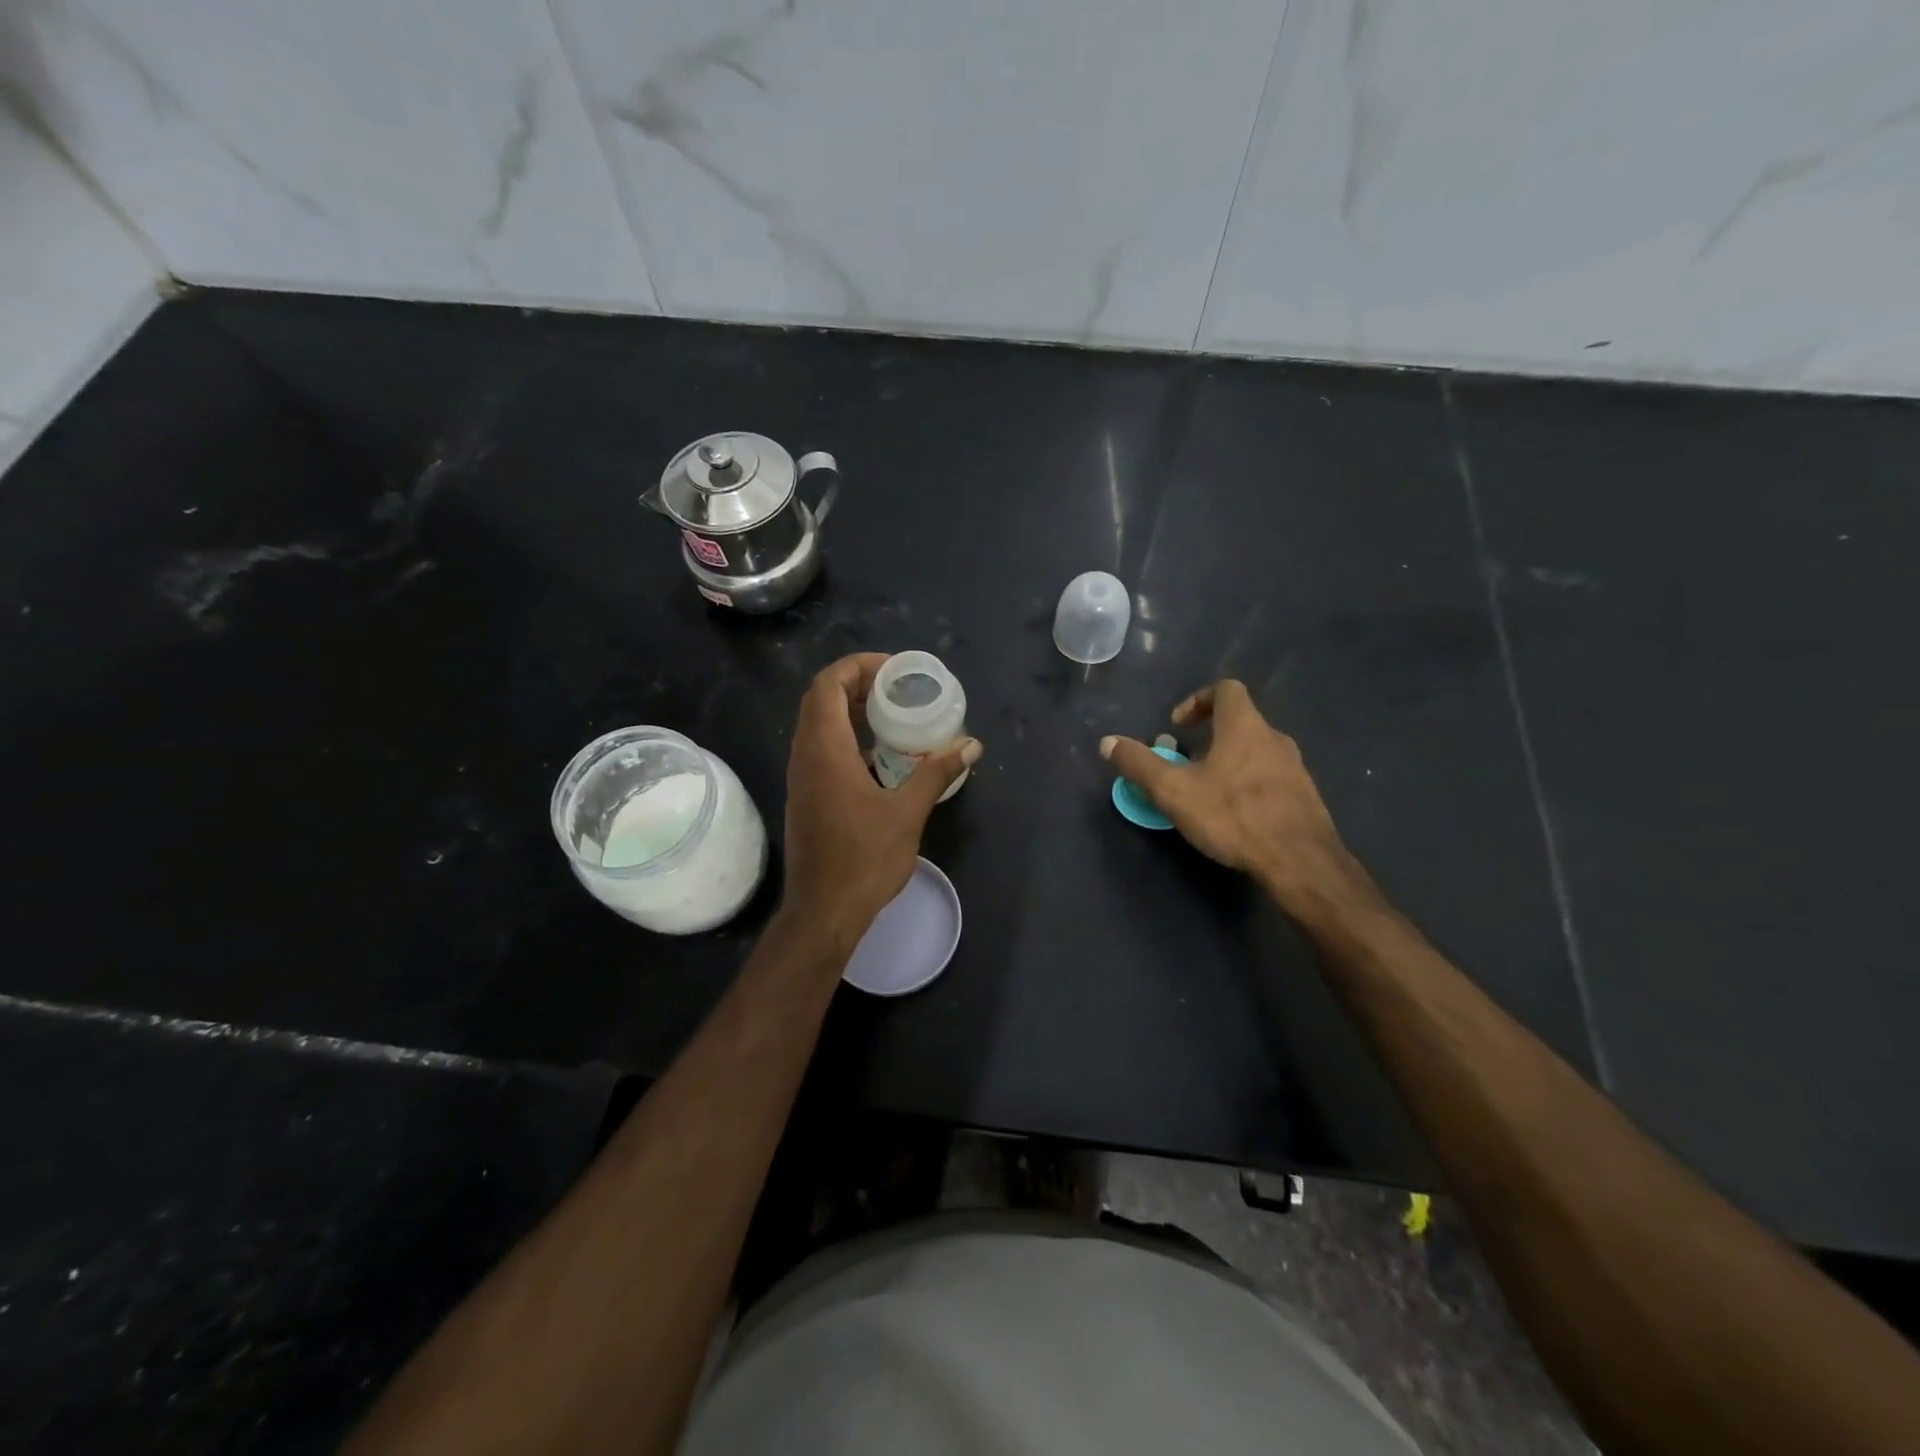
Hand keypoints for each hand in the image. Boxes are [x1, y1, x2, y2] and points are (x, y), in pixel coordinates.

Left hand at [782, 653, 981, 945]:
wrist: (823, 912)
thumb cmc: (863, 860)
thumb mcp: (907, 813)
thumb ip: (936, 773)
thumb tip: (970, 744)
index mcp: (824, 750)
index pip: (827, 684)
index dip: (857, 666)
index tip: (893, 670)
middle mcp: (804, 756)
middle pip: (820, 699)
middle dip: (856, 684)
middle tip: (897, 687)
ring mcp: (801, 777)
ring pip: (818, 725)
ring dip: (850, 710)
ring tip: (892, 714)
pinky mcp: (806, 796)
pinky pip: (821, 749)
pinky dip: (847, 738)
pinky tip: (881, 756)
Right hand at [1100, 680, 1360, 909]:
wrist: (1301, 862)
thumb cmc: (1233, 816)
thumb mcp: (1174, 791)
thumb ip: (1139, 764)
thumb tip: (1107, 742)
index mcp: (1244, 726)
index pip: (1226, 689)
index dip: (1198, 699)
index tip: (1177, 725)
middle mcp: (1274, 738)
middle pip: (1239, 721)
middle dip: (1208, 736)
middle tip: (1185, 762)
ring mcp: (1294, 767)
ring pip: (1255, 751)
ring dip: (1228, 761)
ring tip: (1206, 791)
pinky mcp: (1304, 795)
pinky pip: (1270, 777)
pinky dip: (1248, 783)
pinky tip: (1234, 814)